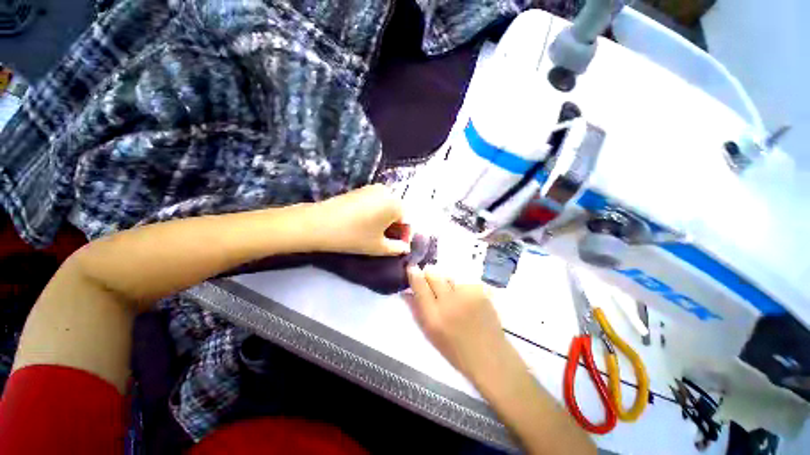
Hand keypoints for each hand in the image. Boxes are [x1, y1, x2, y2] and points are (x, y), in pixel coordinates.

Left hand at [309, 184, 409, 255]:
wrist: (319, 223)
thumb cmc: (353, 236)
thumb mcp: (378, 247)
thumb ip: (397, 248)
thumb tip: (405, 248)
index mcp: (395, 204)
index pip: (407, 221)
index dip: (405, 236)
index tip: (399, 247)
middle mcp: (387, 191)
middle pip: (398, 212)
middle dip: (396, 227)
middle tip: (387, 241)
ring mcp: (372, 188)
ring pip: (387, 207)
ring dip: (386, 221)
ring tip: (376, 234)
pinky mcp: (361, 189)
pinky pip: (376, 202)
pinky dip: (377, 213)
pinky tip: (367, 224)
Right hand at [405, 266, 509, 382]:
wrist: (490, 356)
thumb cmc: (455, 350)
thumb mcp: (430, 334)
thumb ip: (416, 310)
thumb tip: (406, 291)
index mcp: (434, 316)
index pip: (419, 284)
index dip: (413, 273)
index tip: (411, 268)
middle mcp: (449, 301)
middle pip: (433, 273)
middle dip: (428, 274)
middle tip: (431, 283)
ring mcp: (467, 294)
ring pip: (448, 274)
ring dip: (445, 281)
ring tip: (450, 294)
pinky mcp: (480, 291)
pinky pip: (462, 280)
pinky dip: (459, 285)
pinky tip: (464, 297)